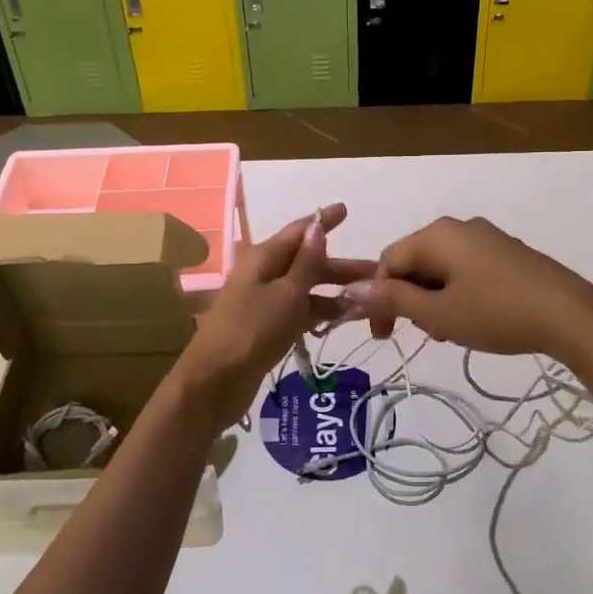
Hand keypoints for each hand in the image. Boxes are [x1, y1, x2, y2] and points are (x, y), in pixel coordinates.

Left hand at [173, 204, 375, 421]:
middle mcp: (264, 275)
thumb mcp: (286, 294)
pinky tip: (345, 319)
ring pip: (306, 289)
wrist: (214, 383)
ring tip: (371, 299)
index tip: (345, 209)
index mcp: (263, 259)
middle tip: (378, 271)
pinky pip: (300, 311)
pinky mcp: (267, 329)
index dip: (322, 221)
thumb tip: (317, 226)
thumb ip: (306, 263)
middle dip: (340, 265)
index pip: (298, 231)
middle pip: (306, 262)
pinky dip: (321, 312)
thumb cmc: (252, 331)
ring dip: (335, 291)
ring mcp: (265, 303)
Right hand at [342, 216, 592, 357]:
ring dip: (433, 299)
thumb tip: (350, 289)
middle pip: (414, 261)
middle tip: (422, 334)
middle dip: (409, 298)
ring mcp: (486, 237)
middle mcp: (458, 227)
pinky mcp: (507, 253)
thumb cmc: (497, 313)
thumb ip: (393, 299)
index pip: (388, 260)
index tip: (384, 336)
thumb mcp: (438, 313)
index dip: (378, 297)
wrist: (571, 315)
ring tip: (449, 332)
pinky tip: (474, 319)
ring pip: (441, 268)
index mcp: (436, 235)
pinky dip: (457, 293)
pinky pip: (466, 268)